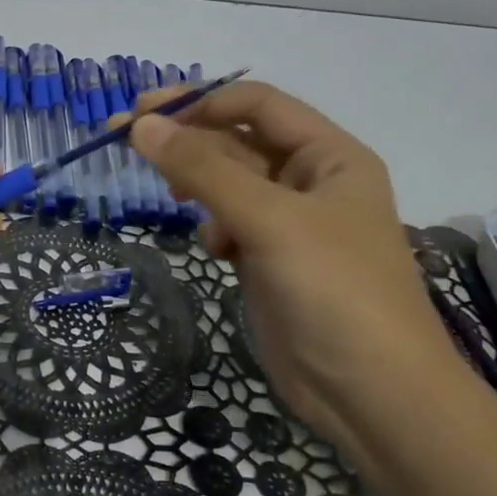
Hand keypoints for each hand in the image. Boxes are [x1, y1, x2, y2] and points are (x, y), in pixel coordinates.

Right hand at [132, 83, 496, 495]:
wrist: (372, 393)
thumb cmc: (333, 292)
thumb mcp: (269, 220)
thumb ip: (204, 169)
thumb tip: (143, 125)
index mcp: (329, 156)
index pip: (257, 104)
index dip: (200, 102)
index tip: (142, 115)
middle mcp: (312, 182)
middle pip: (239, 140)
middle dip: (186, 139)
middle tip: (124, 139)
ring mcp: (291, 226)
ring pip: (230, 185)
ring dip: (199, 185)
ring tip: (172, 198)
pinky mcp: (272, 263)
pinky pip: (232, 226)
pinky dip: (215, 229)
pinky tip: (215, 249)